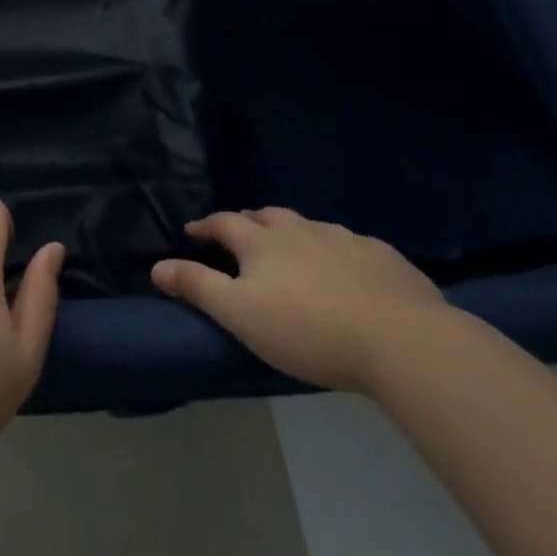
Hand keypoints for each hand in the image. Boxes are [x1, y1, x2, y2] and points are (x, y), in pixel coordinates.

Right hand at [151, 208, 449, 393]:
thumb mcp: (239, 314)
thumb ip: (197, 287)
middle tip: (242, 236)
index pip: (224, 222)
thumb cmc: (306, 328)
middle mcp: (299, 229)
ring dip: (293, 234)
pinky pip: (352, 244)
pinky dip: (338, 250)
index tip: (194, 231)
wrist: (400, 339)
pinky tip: (347, 269)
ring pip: (309, 227)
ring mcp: (344, 238)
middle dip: (249, 222)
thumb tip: (157, 266)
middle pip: (267, 216)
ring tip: (292, 251)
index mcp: (261, 241)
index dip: (206, 226)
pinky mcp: (383, 256)